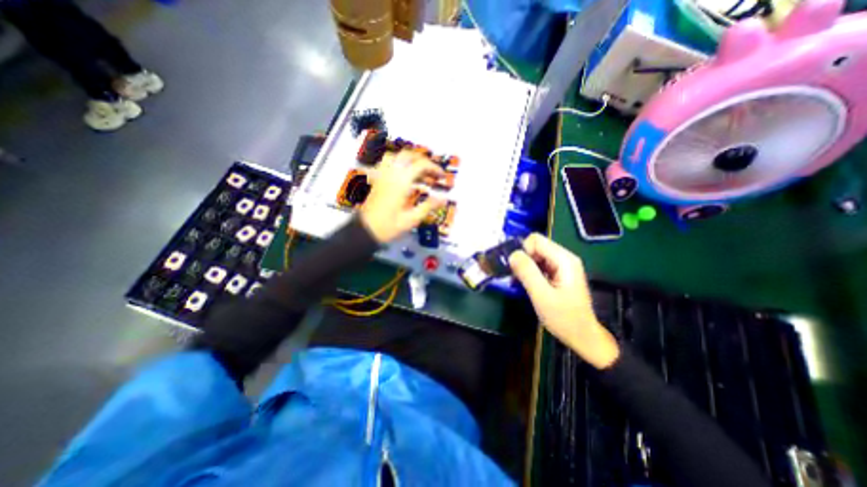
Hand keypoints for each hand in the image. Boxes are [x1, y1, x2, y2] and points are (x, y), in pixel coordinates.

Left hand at [357, 151, 442, 242]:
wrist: (365, 231)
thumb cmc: (389, 226)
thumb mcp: (412, 219)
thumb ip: (429, 206)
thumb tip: (444, 199)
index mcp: (401, 181)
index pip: (420, 164)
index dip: (434, 168)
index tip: (442, 176)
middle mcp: (391, 173)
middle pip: (409, 155)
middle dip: (423, 161)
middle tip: (432, 174)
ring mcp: (382, 175)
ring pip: (397, 156)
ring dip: (410, 161)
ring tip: (419, 173)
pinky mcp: (377, 179)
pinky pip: (388, 163)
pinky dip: (399, 164)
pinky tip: (404, 176)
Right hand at [510, 231, 622, 369]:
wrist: (582, 337)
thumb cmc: (564, 318)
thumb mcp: (542, 296)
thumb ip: (527, 273)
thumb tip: (512, 254)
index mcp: (564, 259)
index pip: (536, 240)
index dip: (523, 251)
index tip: (516, 269)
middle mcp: (563, 258)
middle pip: (535, 247)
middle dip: (522, 259)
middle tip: (515, 277)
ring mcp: (561, 266)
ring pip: (535, 256)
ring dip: (524, 267)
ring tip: (518, 283)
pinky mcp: (557, 274)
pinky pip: (538, 266)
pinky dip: (529, 273)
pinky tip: (525, 286)